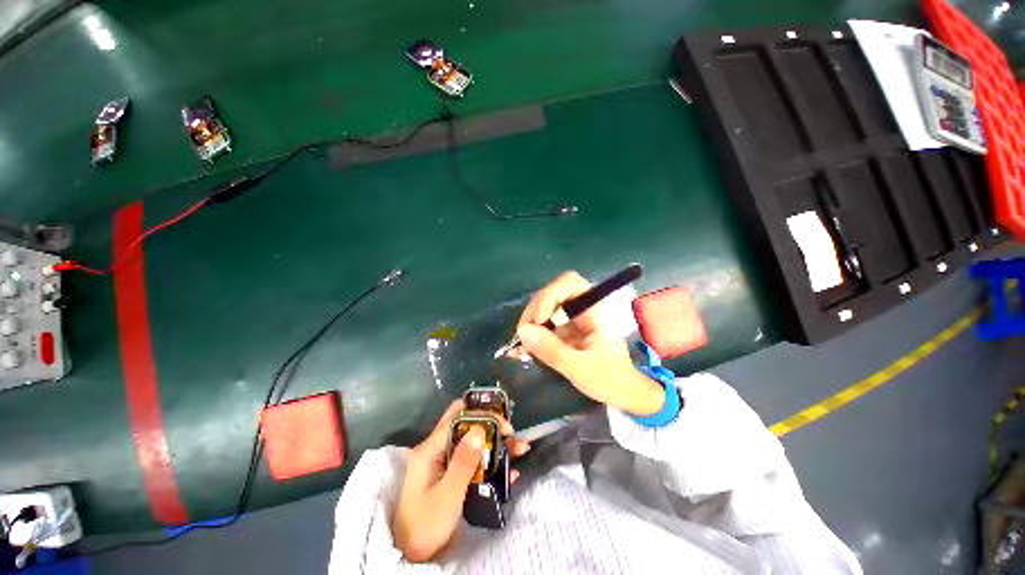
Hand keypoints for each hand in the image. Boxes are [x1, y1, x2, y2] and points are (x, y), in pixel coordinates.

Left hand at [392, 400, 528, 561]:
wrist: (411, 555)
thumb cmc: (426, 525)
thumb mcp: (447, 495)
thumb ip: (463, 463)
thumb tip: (480, 430)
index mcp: (430, 448)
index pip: (458, 417)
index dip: (483, 415)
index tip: (505, 426)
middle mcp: (437, 448)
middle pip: (467, 425)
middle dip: (493, 426)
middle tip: (513, 437)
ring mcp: (444, 460)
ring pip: (473, 441)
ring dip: (496, 444)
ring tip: (519, 450)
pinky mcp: (451, 472)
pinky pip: (473, 459)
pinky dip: (492, 461)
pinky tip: (509, 471)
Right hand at [515, 270, 664, 416]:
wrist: (624, 392)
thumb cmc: (610, 378)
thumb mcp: (579, 367)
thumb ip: (552, 350)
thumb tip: (522, 332)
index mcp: (596, 307)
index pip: (569, 283)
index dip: (549, 296)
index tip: (538, 321)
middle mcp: (584, 305)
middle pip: (553, 293)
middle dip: (535, 311)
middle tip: (523, 335)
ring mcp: (575, 316)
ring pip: (546, 306)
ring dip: (532, 322)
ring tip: (522, 344)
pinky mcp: (568, 327)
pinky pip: (547, 321)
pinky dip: (535, 332)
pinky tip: (526, 348)